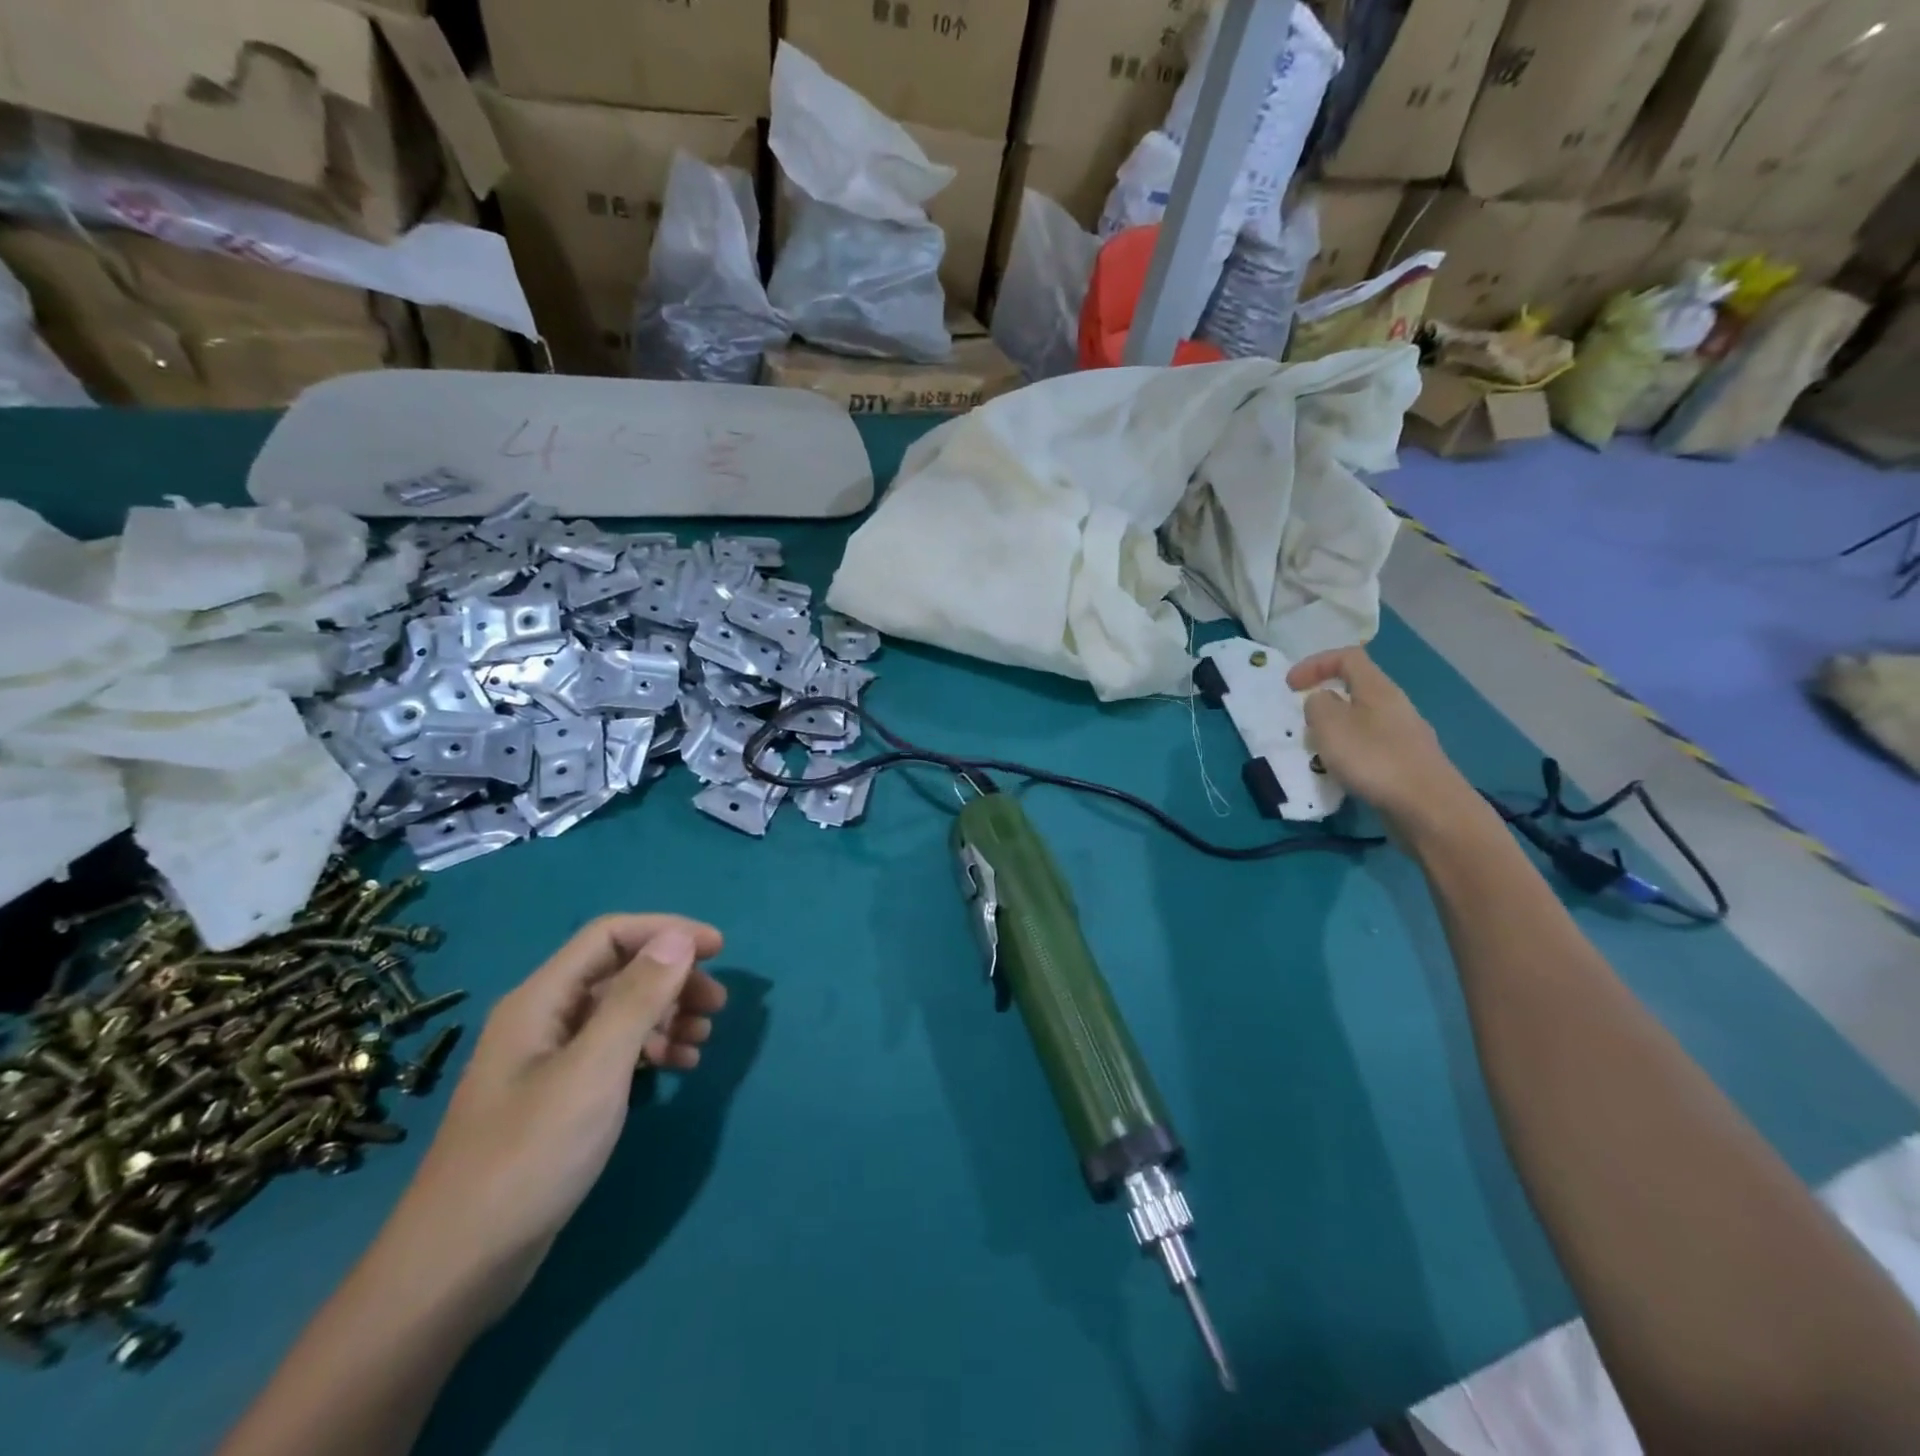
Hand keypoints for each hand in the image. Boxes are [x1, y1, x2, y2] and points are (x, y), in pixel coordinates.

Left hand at [383, 914, 726, 1316]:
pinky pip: (614, 1051)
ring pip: (620, 1012)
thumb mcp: (594, 1070)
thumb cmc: (529, 1157)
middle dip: (674, 978)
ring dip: (667, 1014)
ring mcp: (548, 1060)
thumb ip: (638, 998)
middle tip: (717, 1006)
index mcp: (540, 1000)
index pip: (610, 935)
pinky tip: (679, 1066)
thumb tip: (679, 937)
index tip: (719, 950)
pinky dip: (651, 1049)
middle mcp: (543, 1019)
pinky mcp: (557, 1097)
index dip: (667, 931)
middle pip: (619, 972)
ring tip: (704, 1039)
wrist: (457, 1268)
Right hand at [1288, 647, 1475, 836]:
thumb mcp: (1330, 725)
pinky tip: (1344, 775)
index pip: (1347, 657)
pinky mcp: (1408, 763)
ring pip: (1362, 721)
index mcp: (1378, 689)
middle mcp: (1396, 706)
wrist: (1429, 808)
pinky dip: (1350, 754)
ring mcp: (1405, 736)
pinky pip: (1371, 747)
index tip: (1290, 686)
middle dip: (1324, 703)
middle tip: (1305, 724)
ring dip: (1335, 732)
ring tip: (1320, 754)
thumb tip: (1322, 701)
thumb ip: (1317, 705)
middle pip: (1356, 689)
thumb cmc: (1374, 759)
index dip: (1315, 663)